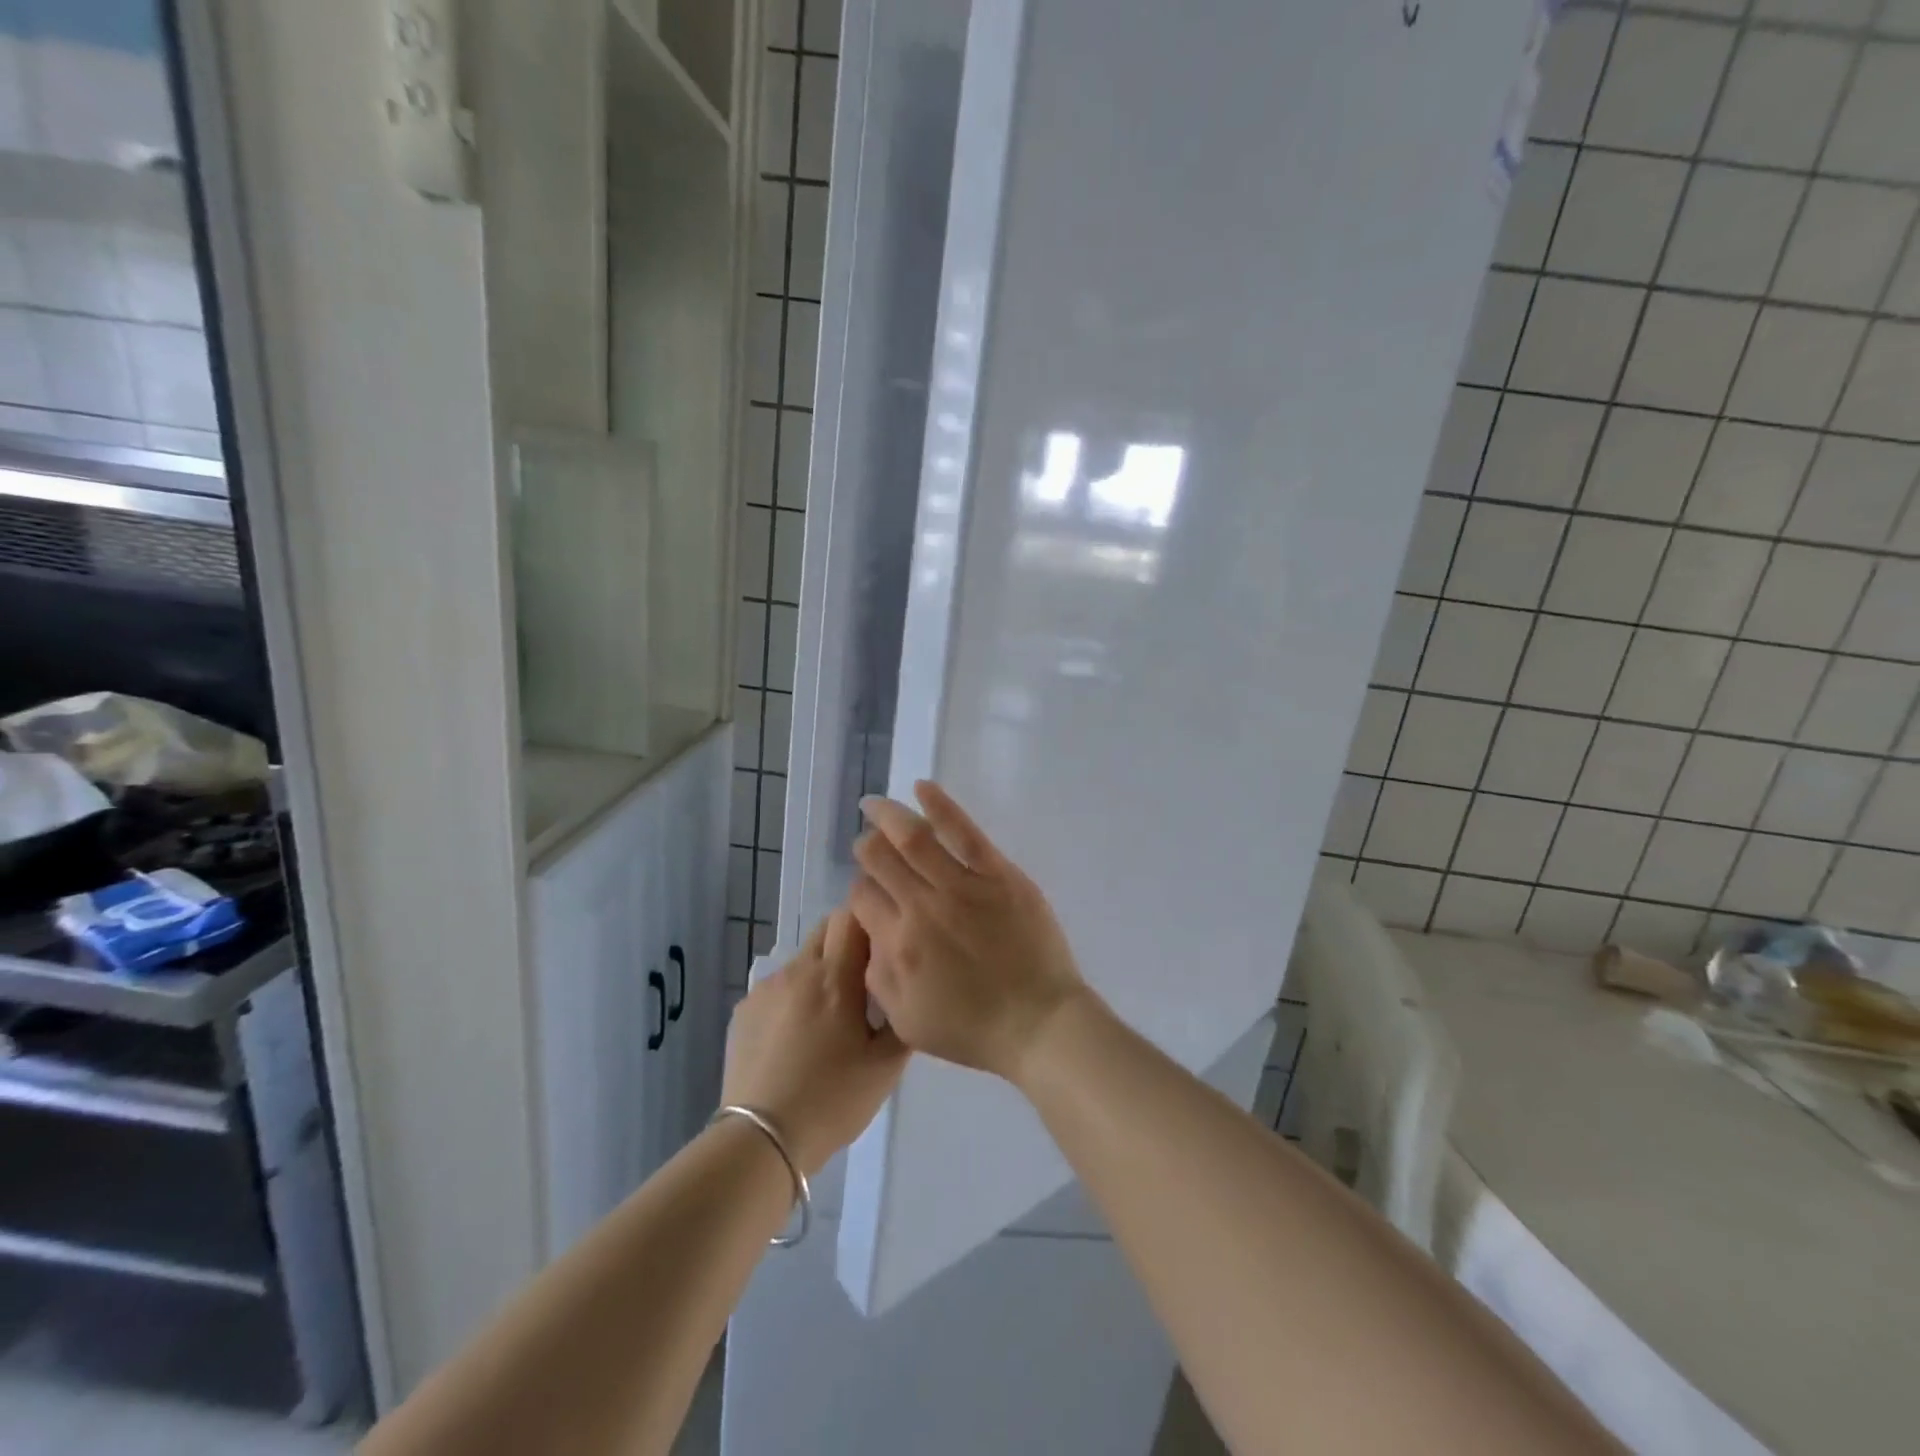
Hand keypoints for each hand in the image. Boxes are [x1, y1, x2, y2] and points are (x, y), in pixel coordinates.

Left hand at [721, 911, 906, 1174]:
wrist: (761, 1140)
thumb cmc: (833, 1100)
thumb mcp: (886, 1066)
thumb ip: (902, 1018)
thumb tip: (904, 991)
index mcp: (835, 976)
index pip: (852, 915)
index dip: (871, 922)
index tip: (885, 947)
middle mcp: (797, 970)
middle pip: (826, 929)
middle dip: (848, 942)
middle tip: (863, 981)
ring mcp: (765, 989)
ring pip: (802, 960)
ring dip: (821, 973)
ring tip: (829, 1019)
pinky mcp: (743, 1010)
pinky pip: (778, 988)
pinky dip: (794, 998)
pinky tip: (796, 1039)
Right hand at [849, 781, 1090, 1083]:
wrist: (1038, 1024)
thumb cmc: (973, 1029)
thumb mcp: (906, 1021)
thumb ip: (877, 975)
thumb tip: (870, 933)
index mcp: (897, 945)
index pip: (861, 898)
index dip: (859, 890)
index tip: (868, 891)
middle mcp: (922, 908)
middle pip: (879, 860)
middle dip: (866, 847)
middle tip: (867, 843)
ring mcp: (962, 886)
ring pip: (914, 838)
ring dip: (888, 816)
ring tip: (874, 805)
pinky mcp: (998, 874)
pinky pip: (964, 832)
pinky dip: (940, 806)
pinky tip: (922, 788)